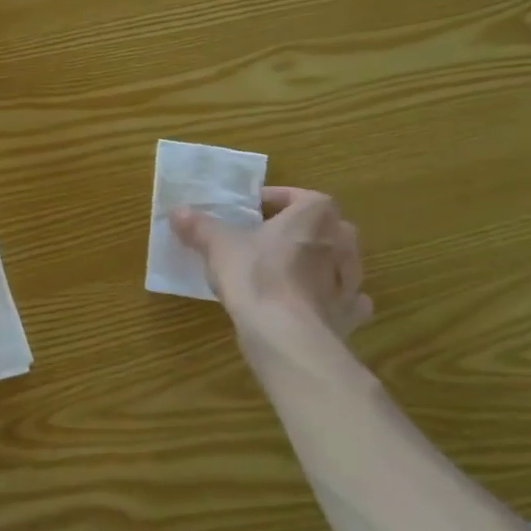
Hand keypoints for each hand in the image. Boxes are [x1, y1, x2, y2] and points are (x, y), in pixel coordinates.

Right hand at [172, 187, 371, 337]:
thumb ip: (200, 226)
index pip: (302, 197)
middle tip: (271, 238)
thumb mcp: (217, 245)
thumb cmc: (255, 276)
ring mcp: (351, 281)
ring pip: (341, 261)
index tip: (253, 209)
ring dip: (321, 261)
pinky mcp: (348, 314)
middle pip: (327, 227)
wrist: (284, 334)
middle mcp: (341, 243)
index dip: (278, 199)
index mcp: (314, 217)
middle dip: (303, 229)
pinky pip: (348, 299)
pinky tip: (313, 303)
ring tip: (289, 270)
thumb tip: (178, 212)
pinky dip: (334, 298)